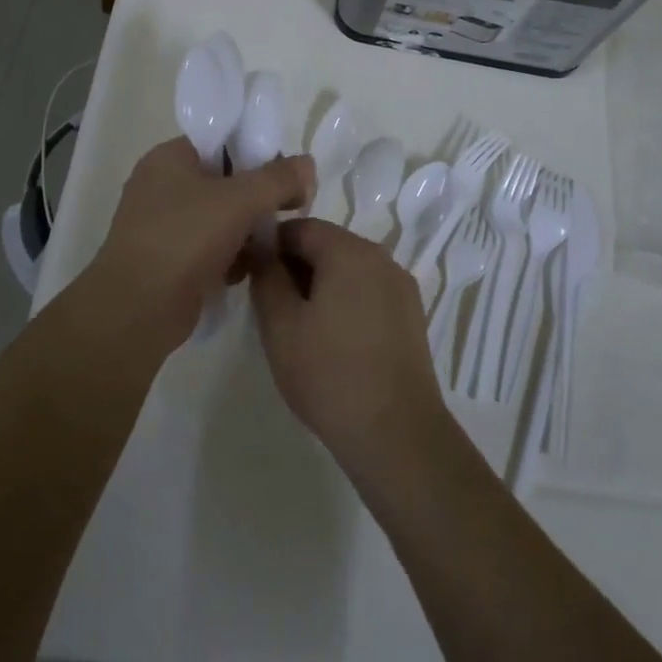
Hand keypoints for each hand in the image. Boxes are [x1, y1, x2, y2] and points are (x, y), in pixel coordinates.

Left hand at [91, 138, 313, 354]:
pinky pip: (210, 248)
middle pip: (225, 181)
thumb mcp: (240, 199)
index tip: (289, 176)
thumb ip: (278, 178)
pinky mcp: (169, 261)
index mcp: (169, 158)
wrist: (137, 309)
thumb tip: (307, 164)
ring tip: (269, 247)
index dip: (258, 153)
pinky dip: (229, 257)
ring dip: (247, 232)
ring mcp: (163, 225)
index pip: (222, 141)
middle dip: (258, 199)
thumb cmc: (185, 239)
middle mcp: (162, 186)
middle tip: (287, 212)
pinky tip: (244, 272)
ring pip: (220, 218)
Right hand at [248, 219, 445, 475]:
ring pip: (348, 270)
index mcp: (350, 251)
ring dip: (319, 286)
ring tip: (298, 328)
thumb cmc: (329, 374)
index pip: (300, 227)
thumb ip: (266, 276)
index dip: (269, 246)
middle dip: (294, 267)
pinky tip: (331, 342)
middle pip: (327, 245)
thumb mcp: (280, 325)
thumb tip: (262, 248)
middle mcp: (381, 257)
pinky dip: (344, 302)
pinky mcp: (411, 316)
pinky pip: (368, 292)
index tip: (250, 277)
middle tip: (269, 307)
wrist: (396, 434)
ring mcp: (401, 287)